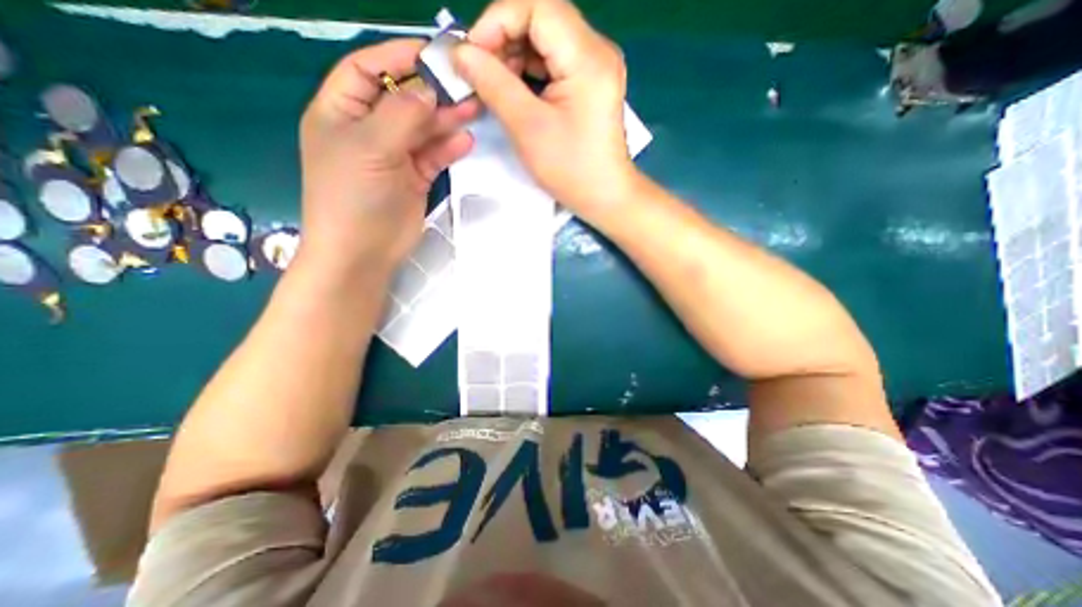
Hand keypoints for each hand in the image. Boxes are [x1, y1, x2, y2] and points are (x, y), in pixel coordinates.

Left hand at [299, 38, 475, 279]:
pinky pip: (434, 156)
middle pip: (403, 100)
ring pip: (423, 129)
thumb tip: (429, 92)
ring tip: (474, 108)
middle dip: (432, 91)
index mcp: (341, 112)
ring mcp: (394, 156)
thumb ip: (401, 115)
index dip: (397, 57)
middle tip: (465, 84)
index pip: (367, 70)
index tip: (432, 53)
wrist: (363, 252)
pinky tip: (465, 140)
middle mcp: (368, 130)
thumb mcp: (370, 147)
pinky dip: (449, 148)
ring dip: (446, 119)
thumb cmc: (353, 196)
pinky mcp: (414, 179)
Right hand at [454, 0, 634, 216]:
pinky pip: (554, 61)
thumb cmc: (570, 169)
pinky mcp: (590, 82)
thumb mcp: (528, 128)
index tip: (472, 55)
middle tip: (480, 74)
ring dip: (514, 56)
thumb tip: (461, 53)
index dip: (497, 22)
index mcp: (587, 57)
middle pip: (541, 18)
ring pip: (545, 39)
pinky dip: (529, 71)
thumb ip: (493, 84)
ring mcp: (595, 66)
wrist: (604, 196)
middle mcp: (596, 50)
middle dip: (503, 40)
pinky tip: (514, 91)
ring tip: (494, 86)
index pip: (536, 6)